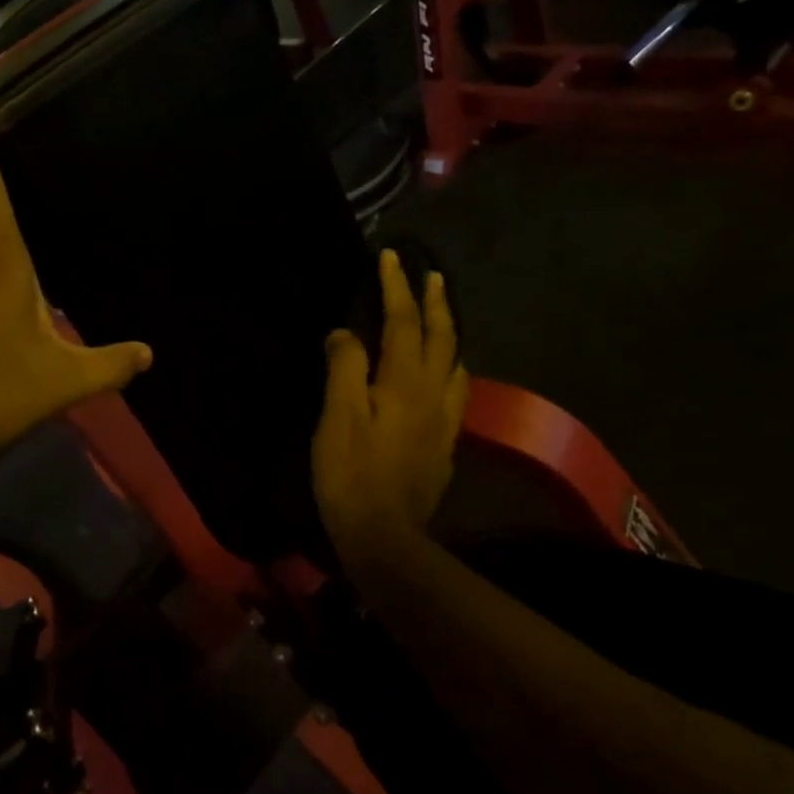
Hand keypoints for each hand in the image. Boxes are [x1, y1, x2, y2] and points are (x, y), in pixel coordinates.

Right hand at [312, 249, 468, 570]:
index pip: (403, 323)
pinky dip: (449, 370)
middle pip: (443, 339)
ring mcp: (444, 423)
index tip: (392, 256)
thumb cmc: (351, 474)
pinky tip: (438, 380)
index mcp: (405, 383)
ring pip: (455, 367)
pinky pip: (453, 394)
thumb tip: (345, 333)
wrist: (384, 538)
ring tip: (440, 322)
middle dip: (436, 303)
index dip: (397, 288)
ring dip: (450, 336)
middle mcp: (433, 396)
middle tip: (432, 276)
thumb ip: (344, 367)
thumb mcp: (337, 416)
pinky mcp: (443, 447)